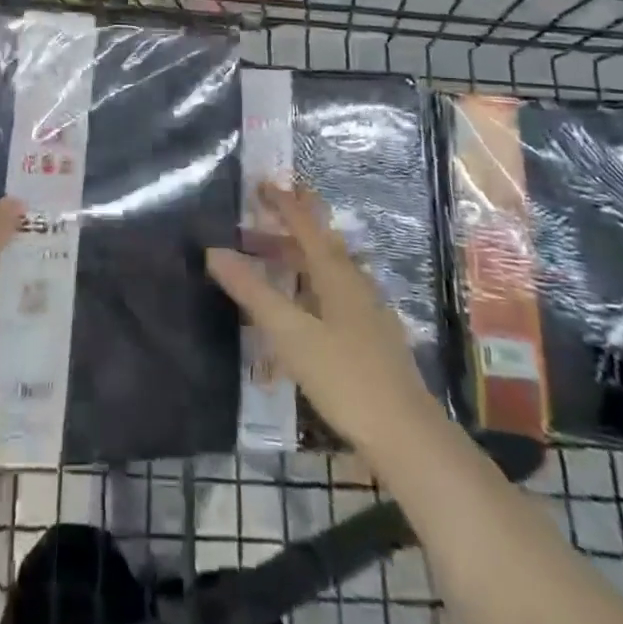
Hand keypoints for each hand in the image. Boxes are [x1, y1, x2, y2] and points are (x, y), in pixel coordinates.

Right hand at [207, 183, 431, 455]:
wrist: (408, 439)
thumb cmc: (346, 377)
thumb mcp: (290, 333)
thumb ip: (252, 290)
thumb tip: (213, 250)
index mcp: (336, 273)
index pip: (306, 224)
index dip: (284, 202)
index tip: (261, 184)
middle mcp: (354, 284)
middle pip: (317, 246)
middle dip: (284, 234)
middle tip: (250, 231)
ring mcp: (367, 313)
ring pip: (326, 273)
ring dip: (295, 264)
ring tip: (267, 271)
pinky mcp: (372, 340)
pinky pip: (333, 299)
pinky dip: (308, 294)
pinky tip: (296, 319)